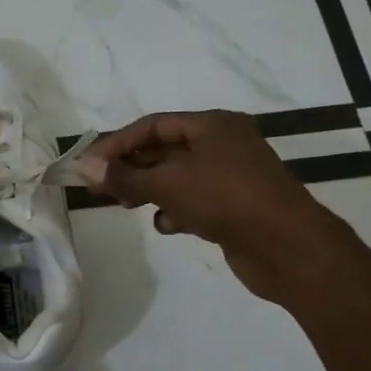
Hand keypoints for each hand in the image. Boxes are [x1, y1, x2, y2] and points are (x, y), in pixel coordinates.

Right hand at [77, 110, 355, 301]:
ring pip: (177, 178)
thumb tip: (83, 166)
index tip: (89, 165)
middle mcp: (222, 144)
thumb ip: (124, 175)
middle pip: (164, 151)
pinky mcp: (234, 206)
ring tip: (126, 205)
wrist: (287, 246)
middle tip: (100, 188)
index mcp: (212, 125)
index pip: (152, 126)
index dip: (117, 143)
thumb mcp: (168, 183)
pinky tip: (167, 225)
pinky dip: (176, 210)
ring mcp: (230, 176)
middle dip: (131, 168)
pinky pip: (194, 201)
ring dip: (150, 191)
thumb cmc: (225, 199)